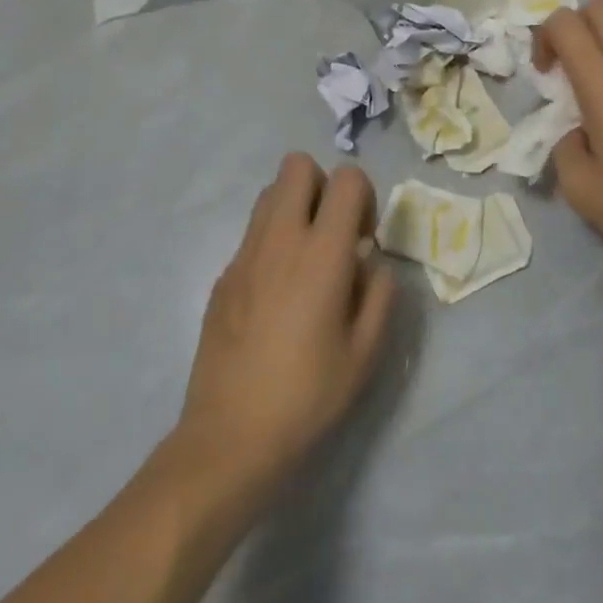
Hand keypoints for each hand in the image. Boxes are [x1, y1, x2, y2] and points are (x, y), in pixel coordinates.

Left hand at [176, 155, 395, 496]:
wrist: (230, 437)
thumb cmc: (308, 395)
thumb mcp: (366, 351)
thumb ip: (380, 293)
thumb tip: (370, 263)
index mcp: (322, 253)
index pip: (347, 178)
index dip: (364, 196)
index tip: (364, 239)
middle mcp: (280, 239)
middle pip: (297, 165)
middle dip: (323, 185)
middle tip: (333, 234)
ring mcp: (244, 254)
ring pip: (269, 193)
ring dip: (294, 208)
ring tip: (306, 259)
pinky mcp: (222, 275)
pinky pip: (252, 233)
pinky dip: (271, 242)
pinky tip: (276, 294)